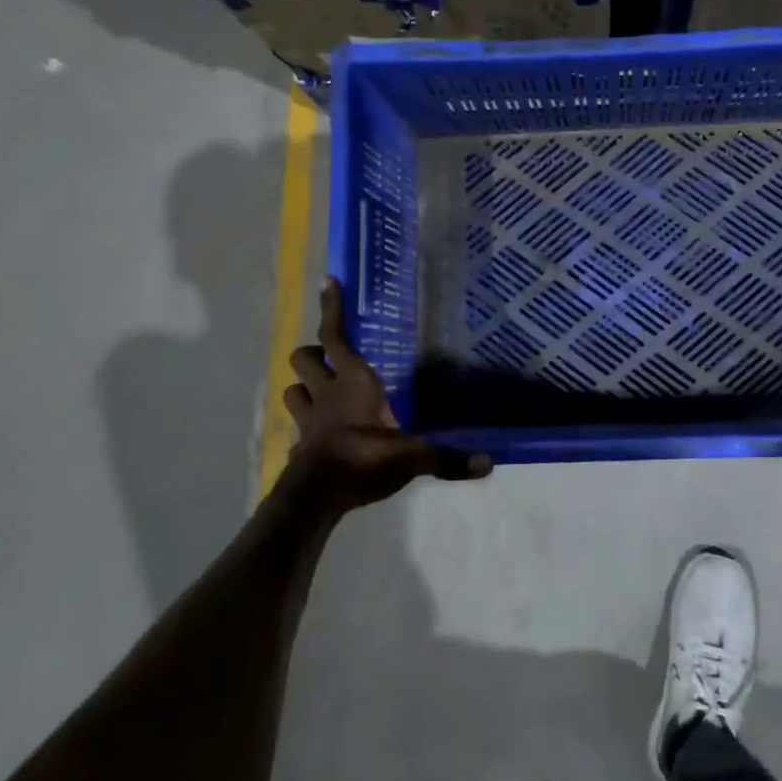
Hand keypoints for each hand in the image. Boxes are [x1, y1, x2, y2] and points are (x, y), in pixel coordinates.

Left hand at [279, 278, 490, 511]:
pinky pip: (297, 429)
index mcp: (354, 382)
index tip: (328, 281)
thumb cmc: (364, 459)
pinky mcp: (300, 447)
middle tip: (328, 355)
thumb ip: (447, 458)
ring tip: (318, 389)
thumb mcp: (412, 457)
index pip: (336, 336)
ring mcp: (308, 420)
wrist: (316, 498)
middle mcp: (327, 393)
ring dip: (303, 386)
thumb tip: (489, 462)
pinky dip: (304, 426)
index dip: (331, 309)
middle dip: (312, 353)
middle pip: (304, 358)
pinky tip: (316, 434)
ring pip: (292, 389)